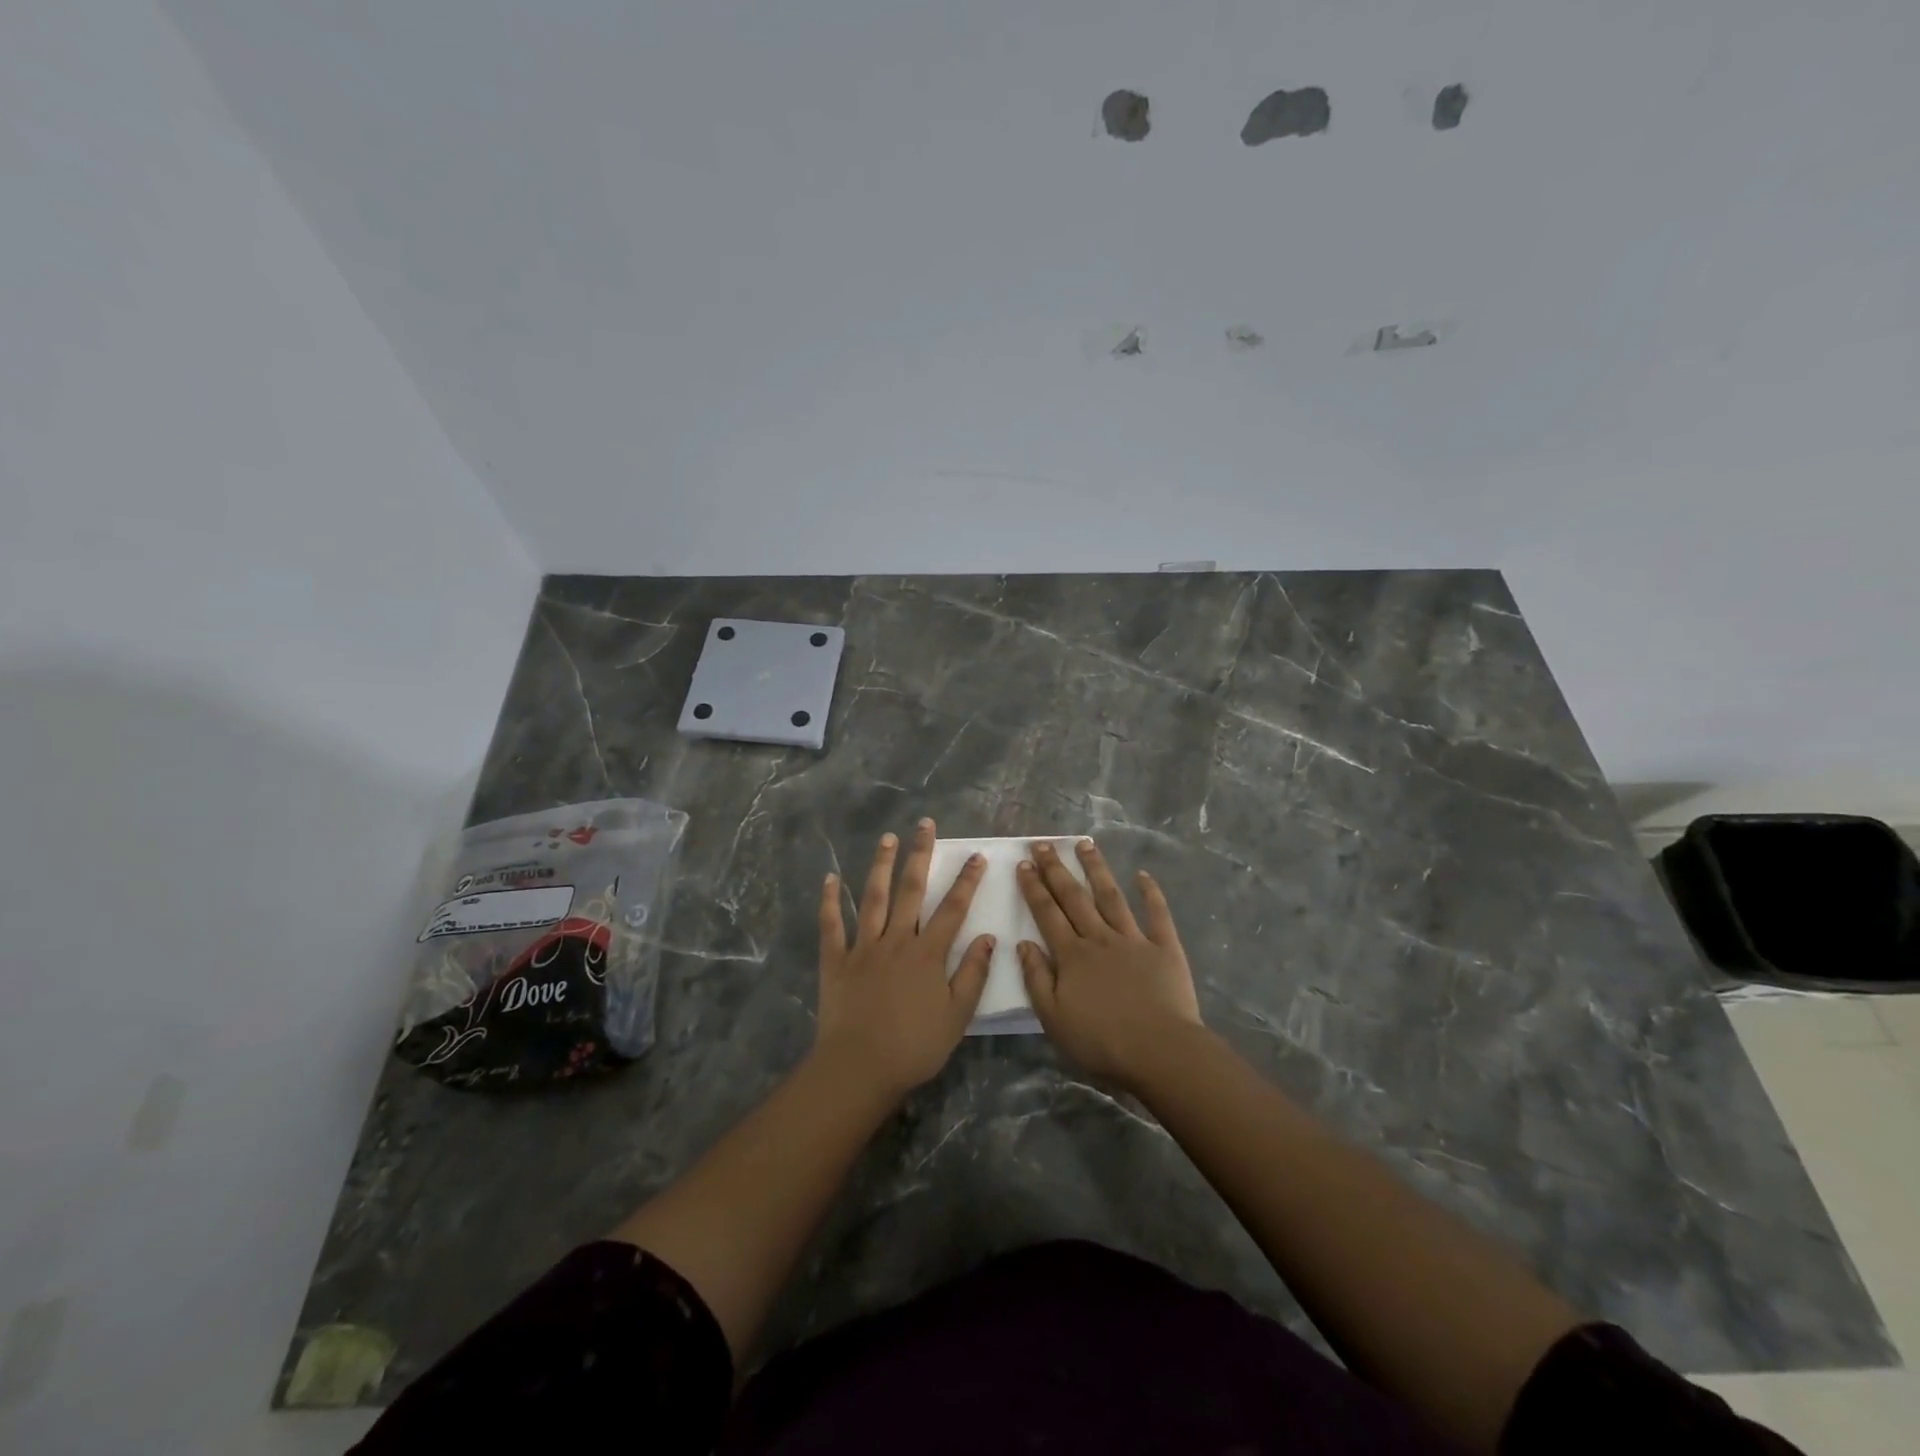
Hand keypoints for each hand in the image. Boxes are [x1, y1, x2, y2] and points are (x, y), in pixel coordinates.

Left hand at [814, 819, 993, 1099]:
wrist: (860, 1067)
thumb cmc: (914, 1047)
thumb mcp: (956, 1016)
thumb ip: (973, 974)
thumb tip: (988, 938)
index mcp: (927, 953)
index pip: (953, 909)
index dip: (966, 881)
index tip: (976, 856)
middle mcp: (896, 940)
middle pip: (911, 890)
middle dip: (920, 854)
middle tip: (924, 824)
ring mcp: (863, 947)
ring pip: (873, 897)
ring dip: (880, 865)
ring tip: (887, 838)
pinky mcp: (836, 960)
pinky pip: (831, 925)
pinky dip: (830, 901)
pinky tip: (830, 878)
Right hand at [1017, 839, 1202, 1091]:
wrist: (1159, 1051)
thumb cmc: (1101, 1041)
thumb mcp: (1053, 1018)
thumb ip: (1036, 978)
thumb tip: (1023, 943)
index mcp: (1071, 956)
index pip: (1047, 914)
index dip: (1034, 888)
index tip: (1024, 864)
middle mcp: (1099, 938)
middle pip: (1074, 897)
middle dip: (1057, 869)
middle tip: (1044, 844)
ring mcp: (1133, 939)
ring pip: (1111, 896)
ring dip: (1097, 869)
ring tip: (1085, 844)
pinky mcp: (1165, 948)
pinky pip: (1157, 914)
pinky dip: (1151, 893)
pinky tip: (1143, 875)